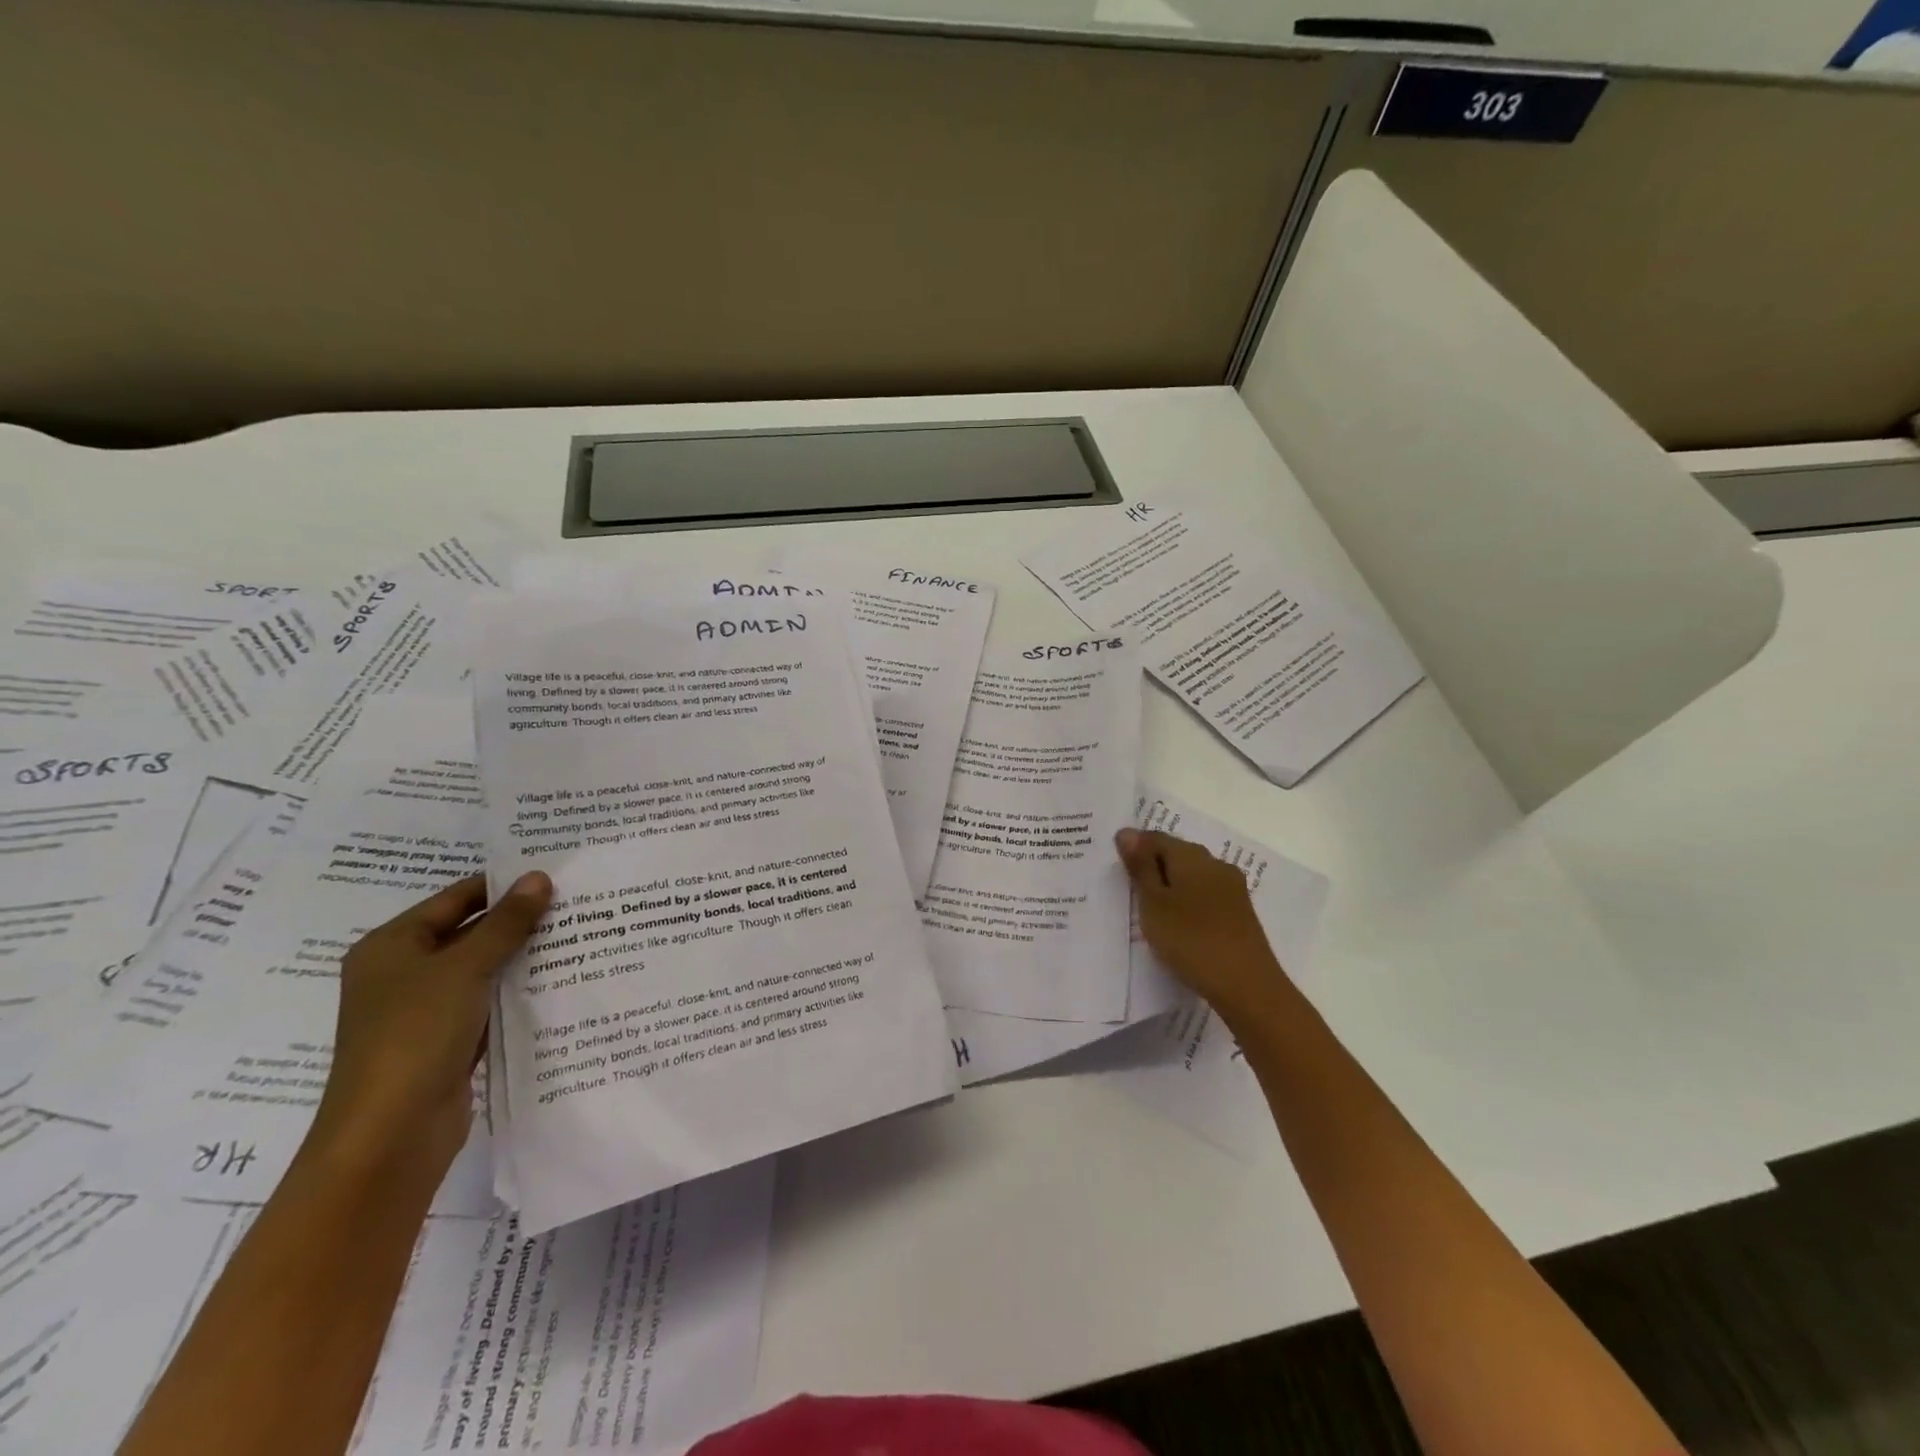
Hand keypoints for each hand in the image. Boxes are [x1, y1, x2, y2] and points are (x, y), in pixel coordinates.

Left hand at [306, 872, 551, 1180]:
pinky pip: (489, 1002)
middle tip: (576, 902)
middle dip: (519, 920)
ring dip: (523, 956)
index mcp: (391, 946)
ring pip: (484, 969)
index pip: (456, 898)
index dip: (503, 885)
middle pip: (470, 932)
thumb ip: (505, 923)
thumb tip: (539, 877)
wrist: (390, 1135)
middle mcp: (404, 973)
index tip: (555, 874)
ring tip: (579, 934)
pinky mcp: (448, 1041)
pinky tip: (561, 980)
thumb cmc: (415, 1035)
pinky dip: (518, 991)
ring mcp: (425, 1010)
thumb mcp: (464, 969)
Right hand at [1116, 828, 1288, 1021]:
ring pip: (1192, 877)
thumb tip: (1127, 832)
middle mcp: (1215, 864)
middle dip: (1152, 867)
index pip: (1155, 838)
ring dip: (1170, 887)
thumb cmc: (1191, 940)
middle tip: (1129, 892)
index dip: (1133, 848)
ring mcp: (1232, 888)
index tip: (1116, 872)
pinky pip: (1206, 896)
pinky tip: (1178, 925)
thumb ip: (1140, 868)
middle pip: (1176, 854)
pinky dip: (1187, 903)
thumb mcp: (1154, 904)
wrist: (1248, 987)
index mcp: (1192, 856)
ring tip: (1150, 911)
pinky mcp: (1240, 912)